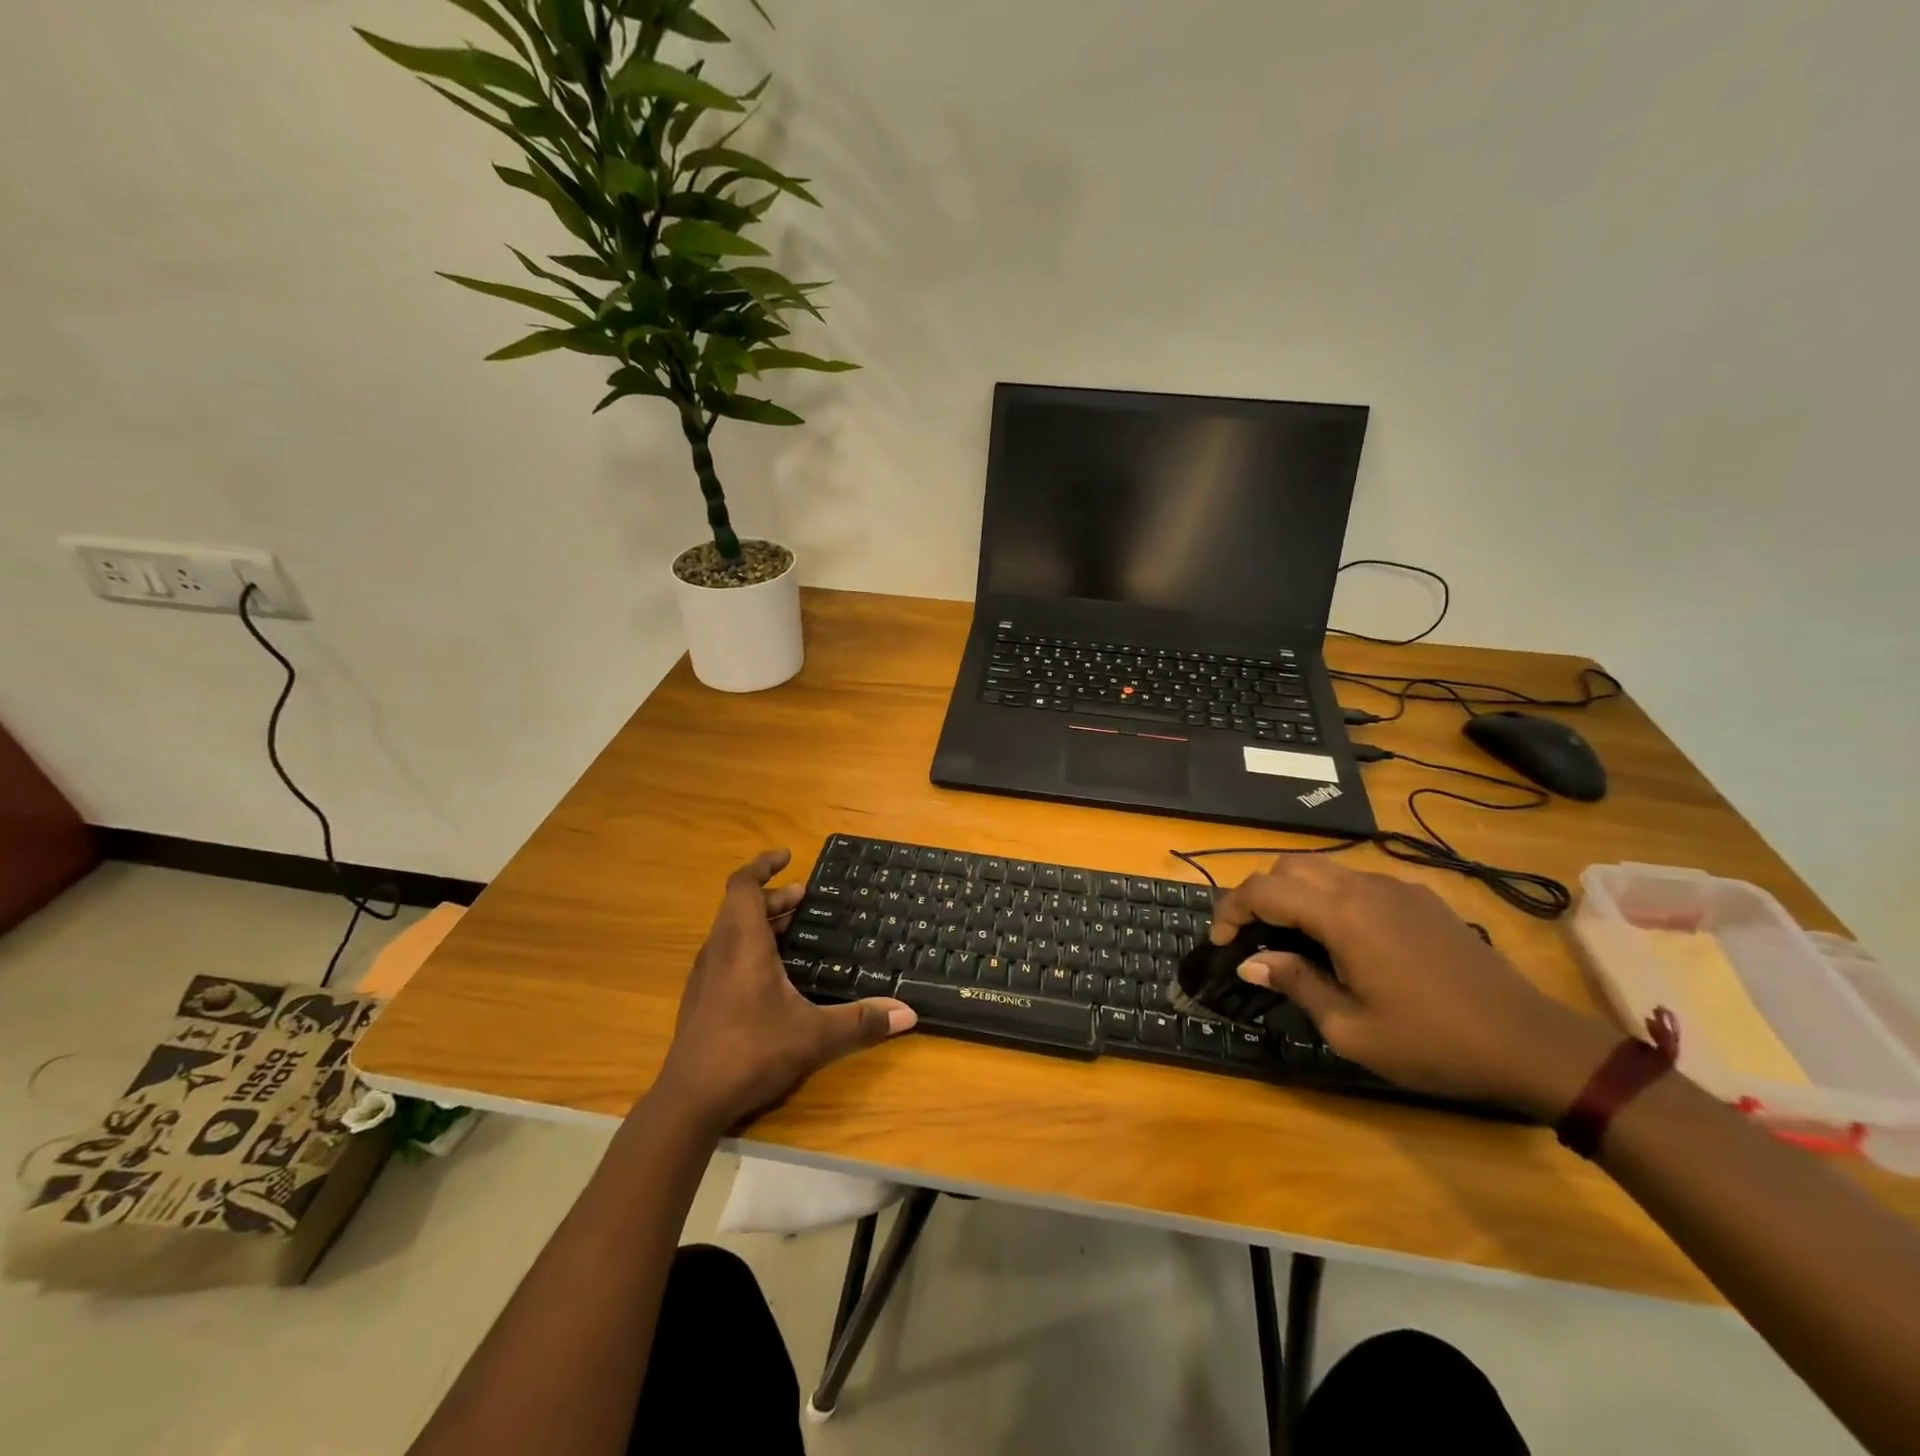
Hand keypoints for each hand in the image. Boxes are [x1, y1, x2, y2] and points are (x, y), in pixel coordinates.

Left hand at [653, 850, 915, 1132]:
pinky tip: (775, 972)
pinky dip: (751, 945)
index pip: (743, 885)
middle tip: (807, 899)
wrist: (689, 1102)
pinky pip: (727, 953)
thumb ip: (861, 1022)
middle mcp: (719, 951)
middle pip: (741, 906)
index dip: (763, 865)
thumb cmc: (750, 1053)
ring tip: (796, 927)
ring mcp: (705, 975)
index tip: (787, 856)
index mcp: (742, 944)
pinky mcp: (701, 998)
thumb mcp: (814, 1036)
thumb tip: (908, 1014)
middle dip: (774, 897)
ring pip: (732, 930)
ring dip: (762, 921)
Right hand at [1210, 859, 1615, 1118]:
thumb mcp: (1351, 1029)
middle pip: (1289, 866)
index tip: (1220, 942)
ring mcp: (1396, 887)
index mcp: (1342, 915)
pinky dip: (1331, 898)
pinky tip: (1344, 940)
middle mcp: (1363, 887)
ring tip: (1293, 940)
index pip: (1263, 890)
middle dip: (1260, 895)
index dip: (1231, 910)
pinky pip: (1358, 882)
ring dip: (1295, 894)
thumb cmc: (1433, 1042)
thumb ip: (1296, 984)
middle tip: (1254, 937)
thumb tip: (1251, 962)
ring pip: (1324, 869)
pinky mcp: (1421, 898)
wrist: (1531, 1043)